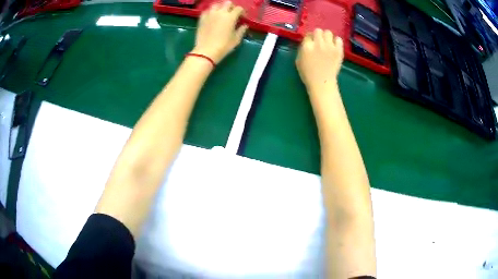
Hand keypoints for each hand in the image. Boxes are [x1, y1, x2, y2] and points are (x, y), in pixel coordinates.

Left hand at [192, 1, 247, 63]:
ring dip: (220, 7)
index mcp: (230, 17)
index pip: (239, 8)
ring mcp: (210, 14)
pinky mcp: (202, 18)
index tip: (242, 17)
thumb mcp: (236, 39)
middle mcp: (220, 12)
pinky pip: (207, 10)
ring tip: (221, 14)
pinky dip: (211, 12)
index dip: (242, 12)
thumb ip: (241, 30)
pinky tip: (212, 17)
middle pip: (227, 3)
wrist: (206, 51)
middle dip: (231, 7)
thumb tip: (244, 25)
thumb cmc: (223, 46)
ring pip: (216, 5)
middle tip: (232, 14)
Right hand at [296, 29, 343, 92]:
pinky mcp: (339, 51)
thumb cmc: (308, 74)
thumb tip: (307, 42)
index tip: (310, 42)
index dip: (309, 38)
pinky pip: (338, 39)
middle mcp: (318, 44)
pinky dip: (336, 41)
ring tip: (327, 43)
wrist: (322, 83)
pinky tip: (334, 47)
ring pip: (328, 32)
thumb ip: (302, 49)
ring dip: (326, 36)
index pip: (308, 34)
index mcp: (307, 46)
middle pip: (318, 30)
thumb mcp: (298, 60)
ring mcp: (330, 47)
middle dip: (317, 35)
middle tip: (319, 41)